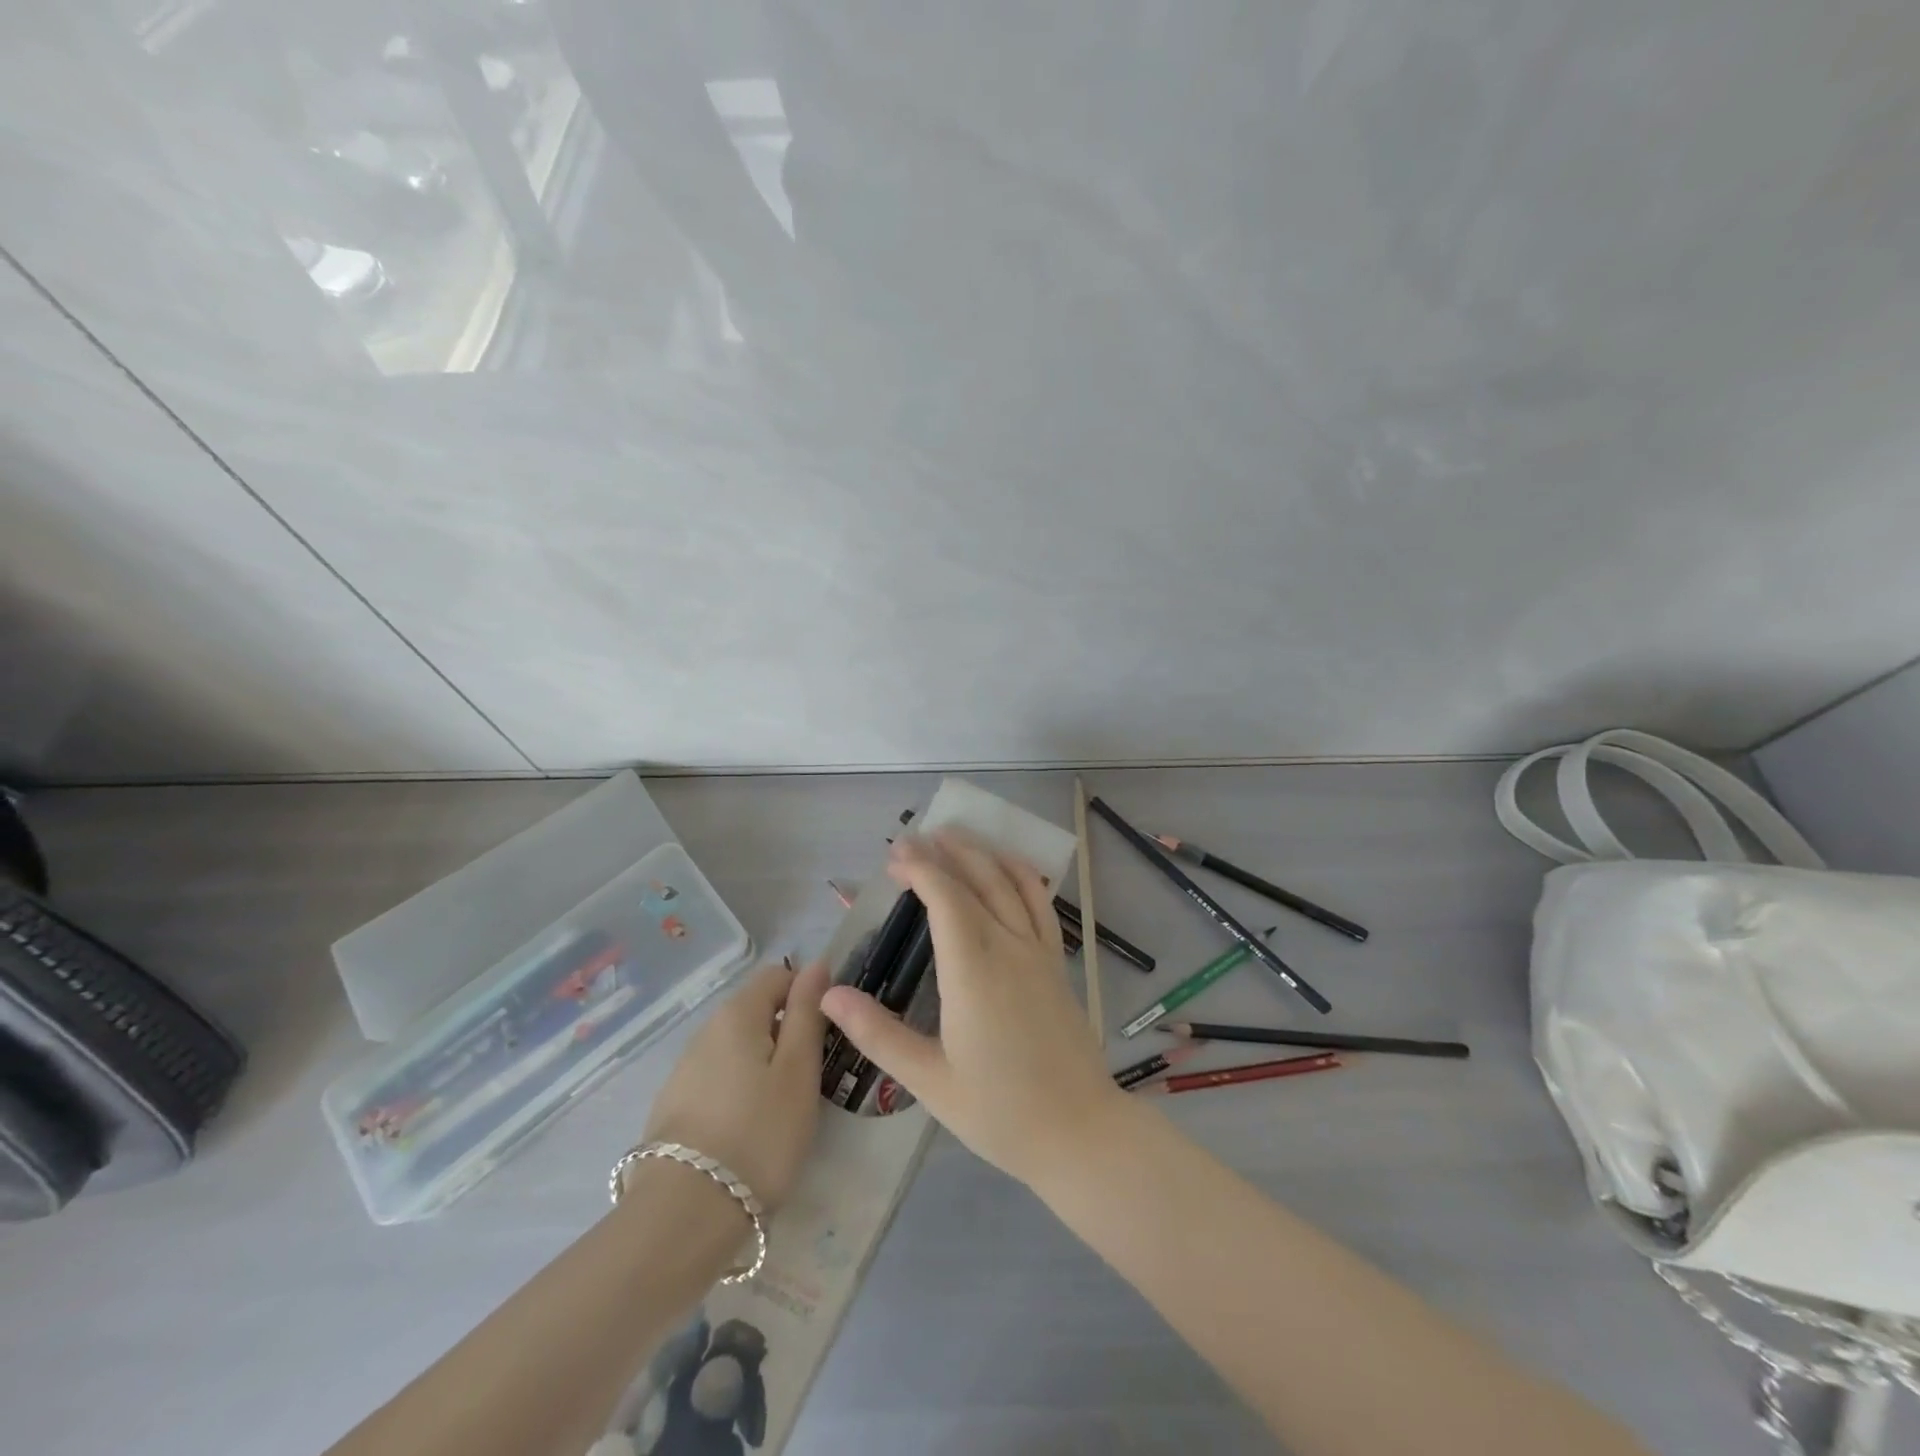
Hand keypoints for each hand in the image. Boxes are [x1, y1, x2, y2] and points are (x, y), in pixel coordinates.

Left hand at [644, 960, 828, 1210]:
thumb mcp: (799, 1070)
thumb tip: (816, 965)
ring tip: (782, 1108)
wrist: (684, 1216)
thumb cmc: (759, 1134)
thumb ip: (807, 1012)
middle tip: (810, 1076)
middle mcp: (705, 1031)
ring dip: (763, 1063)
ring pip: (737, 1047)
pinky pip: (718, 1078)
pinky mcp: (673, 1106)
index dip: (808, 994)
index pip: (778, 975)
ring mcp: (684, 1070)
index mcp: (737, 1013)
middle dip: (786, 1032)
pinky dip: (739, 1089)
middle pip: (755, 1010)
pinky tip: (748, 1129)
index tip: (828, 1034)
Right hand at [820, 829, 1125, 1185]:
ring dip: (981, 853)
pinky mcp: (1057, 962)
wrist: (1079, 1132)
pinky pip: (1040, 903)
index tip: (894, 856)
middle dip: (942, 853)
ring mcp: (1039, 951)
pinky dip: (1022, 874)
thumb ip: (878, 1033)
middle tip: (912, 839)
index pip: (945, 898)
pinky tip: (1008, 866)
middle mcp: (1009, 947)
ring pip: (1010, 883)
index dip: (919, 869)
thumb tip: (829, 995)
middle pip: (976, 880)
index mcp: (973, 970)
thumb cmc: (1000, 1112)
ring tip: (954, 836)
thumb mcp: (929, 1080)